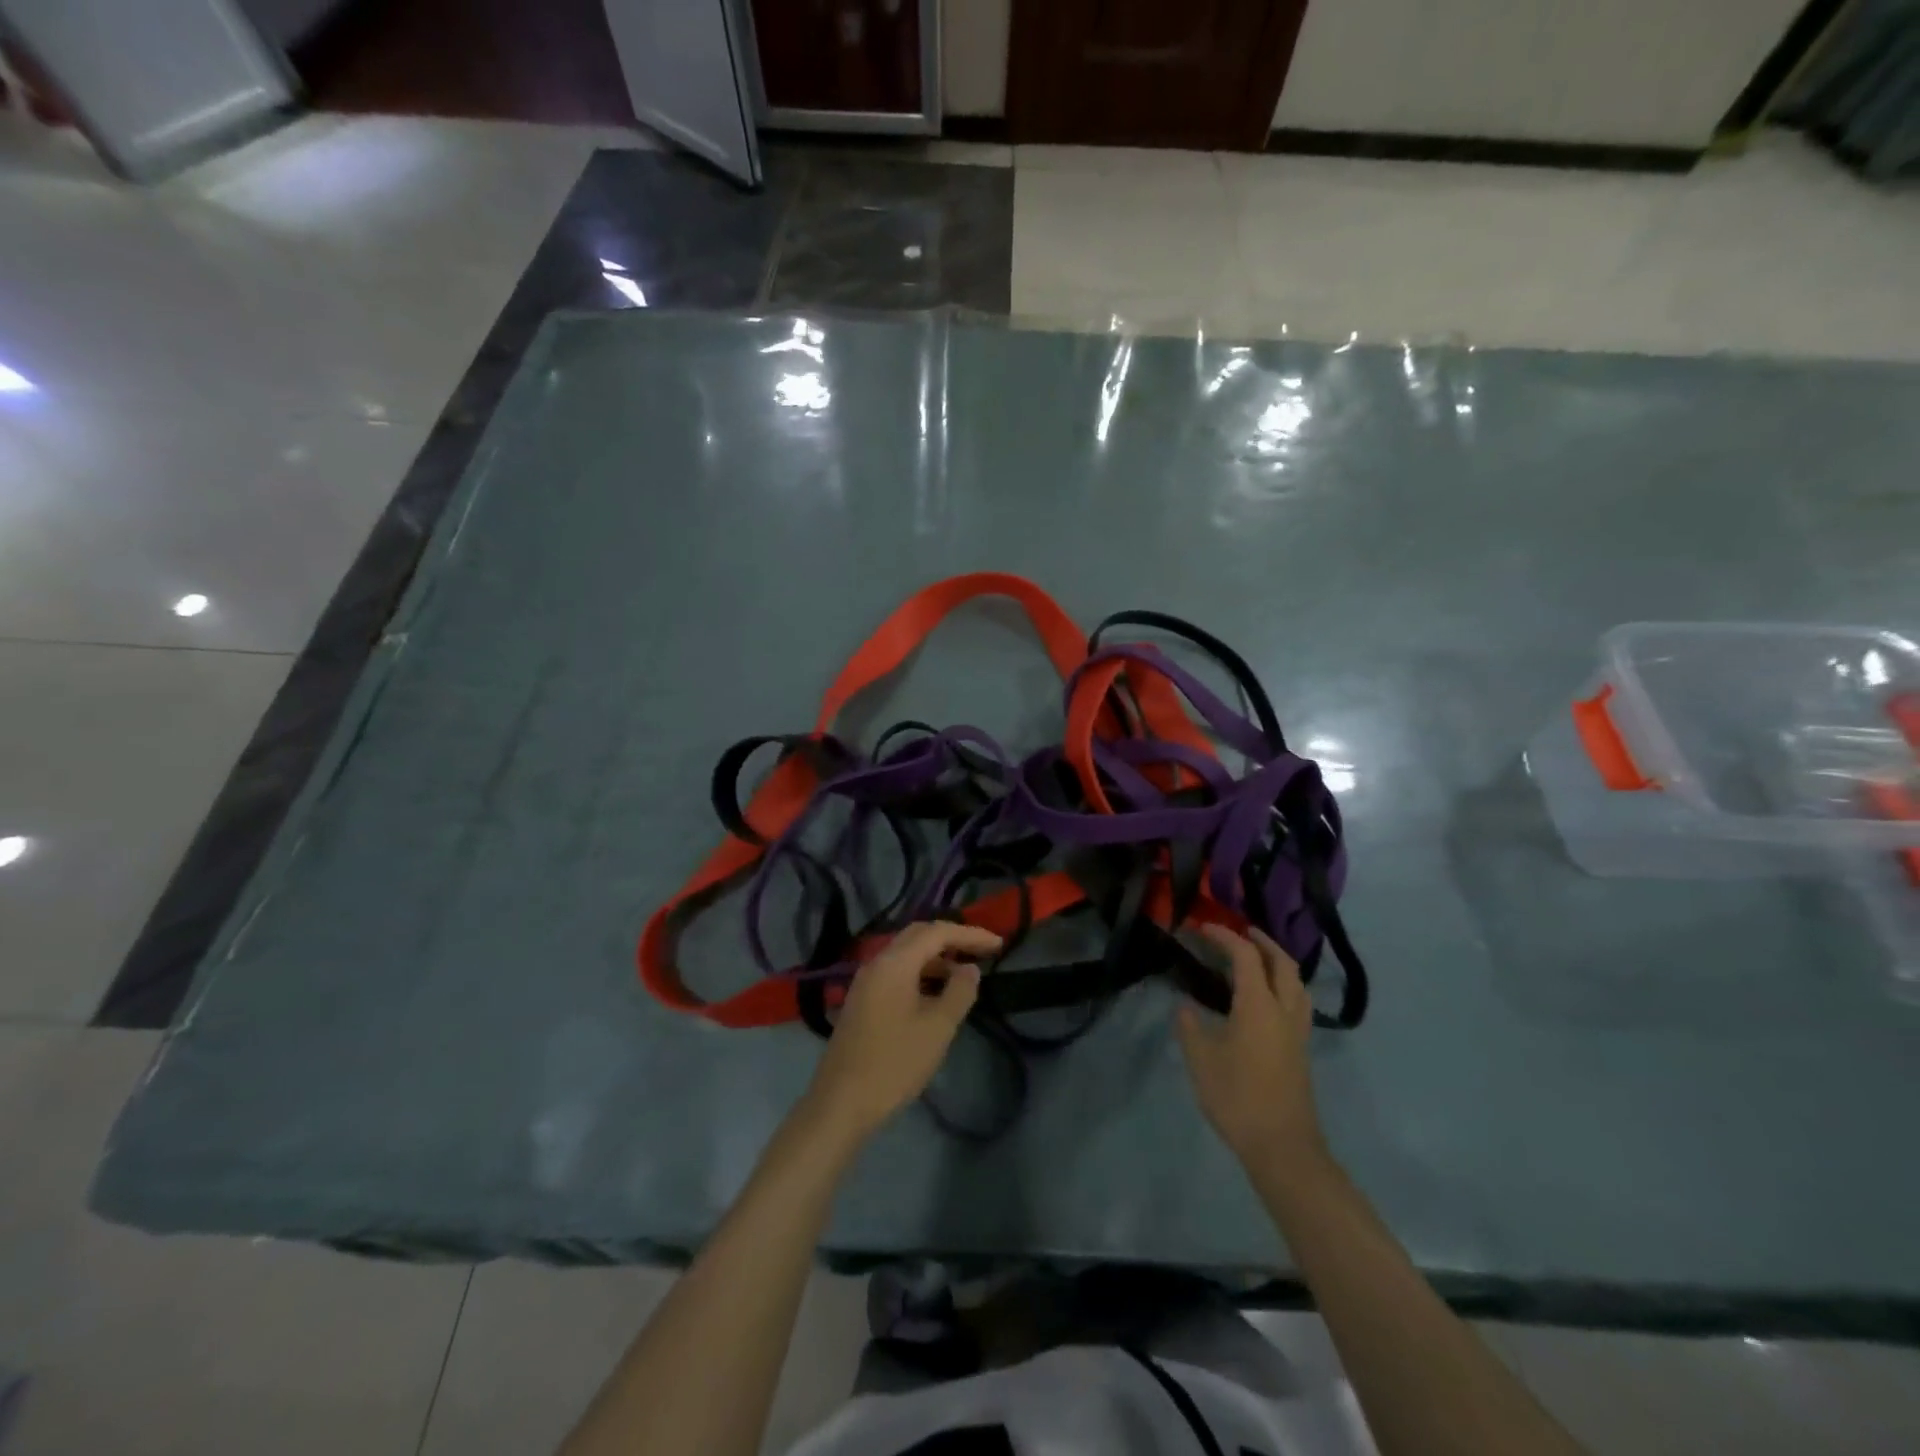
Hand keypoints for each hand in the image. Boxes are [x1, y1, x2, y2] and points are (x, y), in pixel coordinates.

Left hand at [802, 921, 1000, 1141]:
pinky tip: (936, 994)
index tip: (999, 944)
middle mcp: (877, 963)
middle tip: (981, 951)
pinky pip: (896, 972)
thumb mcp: (938, 1028)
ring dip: (936, 958)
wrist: (841, 1102)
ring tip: (964, 975)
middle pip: (918, 936)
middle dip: (952, 939)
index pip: (937, 932)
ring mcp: (866, 981)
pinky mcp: (862, 1000)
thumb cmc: (895, 1063)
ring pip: (906, 955)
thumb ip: (959, 991)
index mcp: (894, 963)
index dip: (970, 934)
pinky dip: (920, 973)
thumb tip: (969, 968)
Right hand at [1176, 924, 1325, 1166]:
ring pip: (1296, 982)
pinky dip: (1283, 984)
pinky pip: (1297, 1001)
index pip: (1245, 956)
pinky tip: (1265, 997)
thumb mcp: (1201, 1060)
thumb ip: (1191, 1027)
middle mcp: (1284, 1010)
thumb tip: (1186, 1007)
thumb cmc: (1238, 1098)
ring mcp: (1298, 1031)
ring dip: (1277, 962)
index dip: (1224, 936)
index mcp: (1259, 1005)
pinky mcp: (1301, 1049)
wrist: (1283, 1147)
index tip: (1202, 927)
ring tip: (1255, 958)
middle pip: (1281, 962)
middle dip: (1261, 941)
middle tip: (1238, 932)